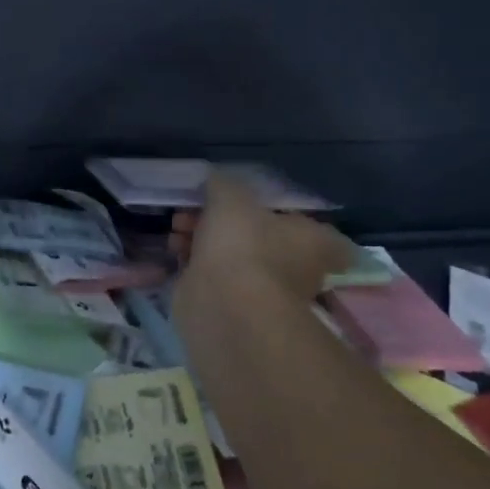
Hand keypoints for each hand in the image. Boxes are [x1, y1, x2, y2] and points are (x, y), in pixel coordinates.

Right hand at [174, 170, 354, 328]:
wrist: (224, 306)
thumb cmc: (243, 245)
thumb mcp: (231, 196)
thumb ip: (224, 184)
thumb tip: (217, 181)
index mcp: (314, 242)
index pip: (317, 229)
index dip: (285, 215)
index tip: (256, 206)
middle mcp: (296, 269)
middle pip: (260, 238)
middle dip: (222, 222)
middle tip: (193, 211)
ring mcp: (263, 291)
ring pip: (232, 257)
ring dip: (202, 240)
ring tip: (176, 230)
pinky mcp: (232, 307)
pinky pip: (212, 277)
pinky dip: (193, 264)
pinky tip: (172, 251)